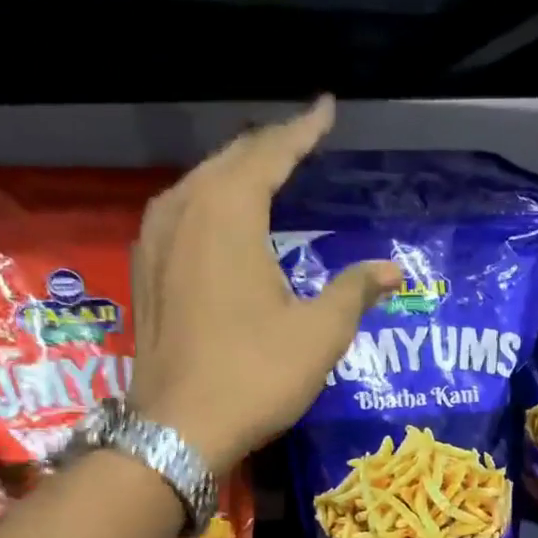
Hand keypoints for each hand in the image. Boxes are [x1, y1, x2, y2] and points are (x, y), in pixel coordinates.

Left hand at [129, 97, 399, 472]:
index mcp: (228, 213)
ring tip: (268, 173)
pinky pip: (182, 213)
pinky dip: (211, 203)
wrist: (178, 429)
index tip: (326, 108)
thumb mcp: (319, 335)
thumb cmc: (254, 375)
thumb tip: (392, 271)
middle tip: (303, 141)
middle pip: (230, 160)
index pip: (270, 153)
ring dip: (236, 173)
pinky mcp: (146, 271)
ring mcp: (155, 240)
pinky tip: (224, 220)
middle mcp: (184, 211)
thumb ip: (355, 291)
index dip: (303, 130)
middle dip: (269, 147)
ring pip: (200, 184)